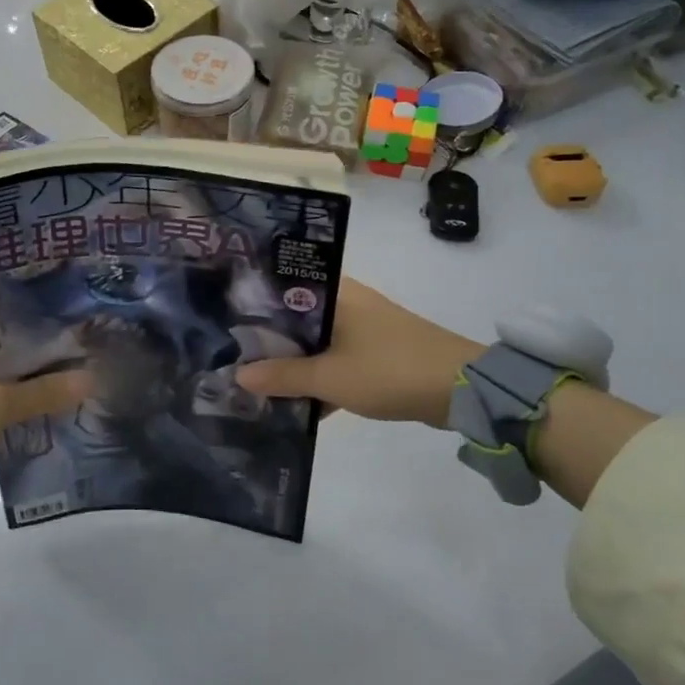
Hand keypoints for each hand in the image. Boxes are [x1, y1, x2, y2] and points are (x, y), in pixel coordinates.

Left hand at [0, 331, 90, 505]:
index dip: (54, 330)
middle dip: (49, 361)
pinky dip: (17, 404)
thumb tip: (92, 378)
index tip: (90, 337)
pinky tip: (45, 412)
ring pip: (7, 376)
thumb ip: (45, 393)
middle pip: (15, 350)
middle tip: (93, 364)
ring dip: (34, 385)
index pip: (20, 322)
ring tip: (77, 388)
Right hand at [235, 278, 484, 427]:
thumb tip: (239, 376)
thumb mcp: (330, 377)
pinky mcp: (376, 350)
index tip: (224, 317)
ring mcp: (364, 326)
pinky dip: (319, 374)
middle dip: (268, 337)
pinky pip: (335, 357)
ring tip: (255, 379)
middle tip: (231, 353)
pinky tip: (296, 401)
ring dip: (294, 360)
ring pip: (316, 339)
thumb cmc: (389, 369)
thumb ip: (284, 377)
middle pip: (297, 315)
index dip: (253, 299)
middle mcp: (348, 301)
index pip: (284, 283)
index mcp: (336, 292)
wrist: (460, 388)